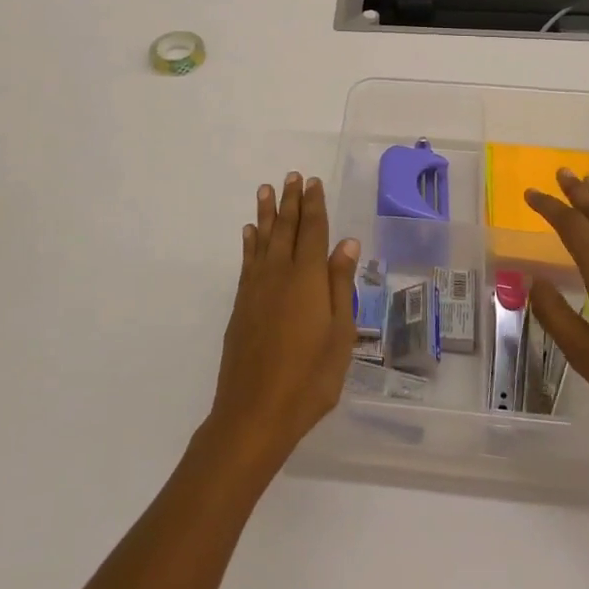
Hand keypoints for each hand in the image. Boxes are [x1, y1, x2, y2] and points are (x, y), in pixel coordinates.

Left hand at [206, 173, 359, 469]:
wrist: (255, 412)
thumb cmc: (309, 378)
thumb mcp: (339, 334)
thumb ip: (340, 285)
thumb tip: (347, 243)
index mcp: (307, 278)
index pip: (312, 231)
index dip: (314, 205)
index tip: (313, 182)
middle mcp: (278, 274)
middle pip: (285, 228)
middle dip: (290, 201)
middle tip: (292, 176)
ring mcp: (256, 289)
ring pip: (262, 240)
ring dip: (266, 214)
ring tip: (266, 190)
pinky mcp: (241, 305)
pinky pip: (247, 262)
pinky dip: (249, 243)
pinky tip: (249, 233)